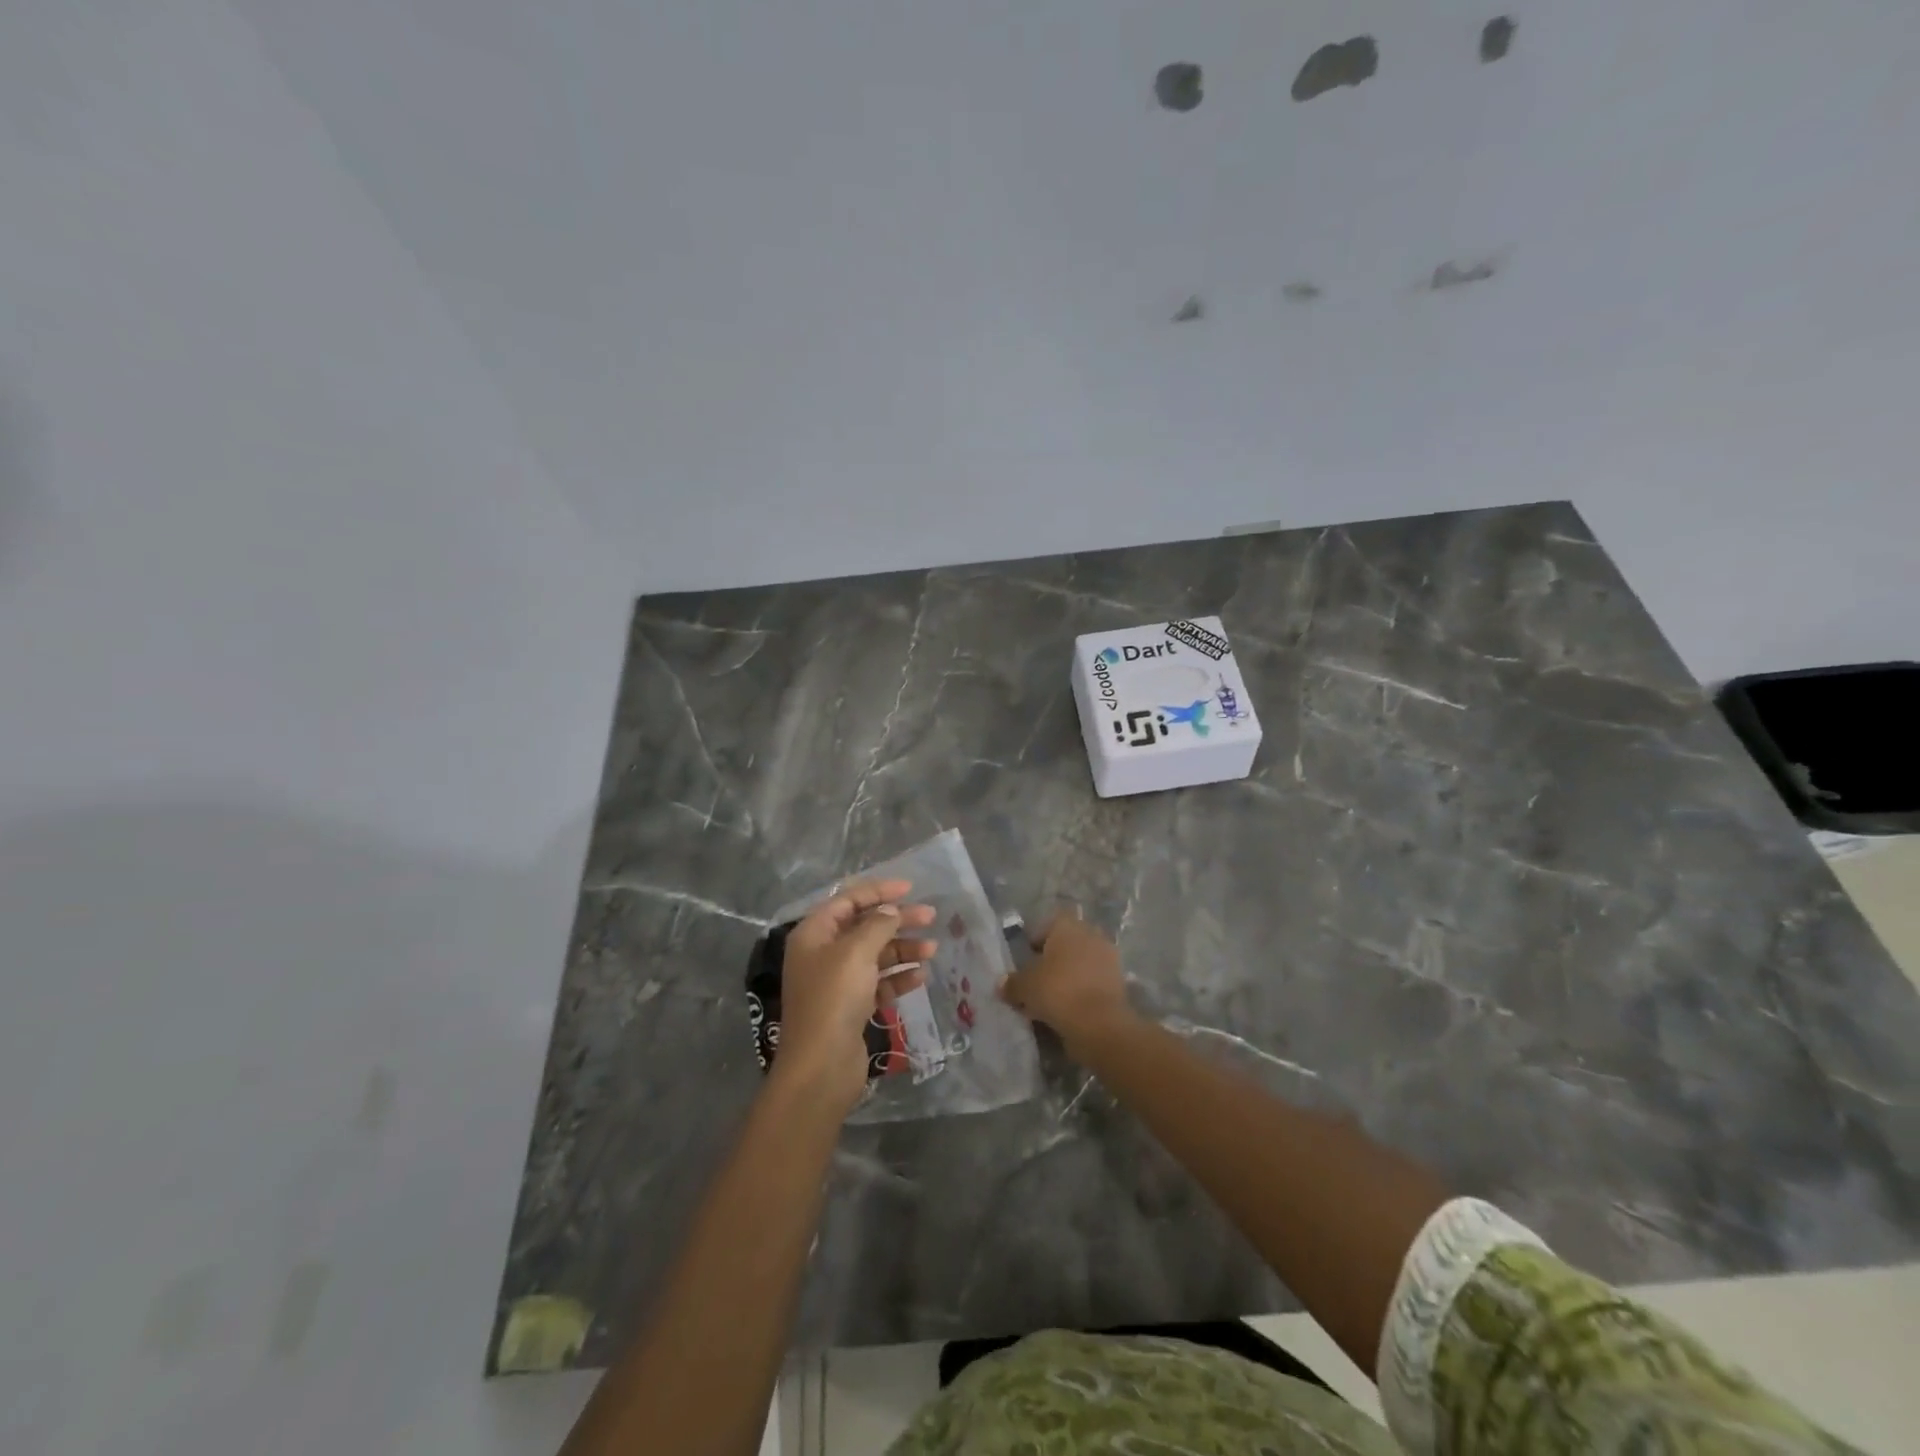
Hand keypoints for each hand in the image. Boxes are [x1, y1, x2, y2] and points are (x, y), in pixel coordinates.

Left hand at [774, 879, 933, 1116]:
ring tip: (932, 951)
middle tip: (931, 917)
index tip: (910, 888)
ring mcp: (837, 982)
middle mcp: (822, 954)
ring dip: (903, 950)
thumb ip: (878, 925)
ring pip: (875, 955)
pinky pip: (878, 983)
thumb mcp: (856, 952)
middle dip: (897, 921)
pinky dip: (898, 977)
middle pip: (864, 927)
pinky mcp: (851, 1007)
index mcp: (814, 934)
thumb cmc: (834, 999)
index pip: (848, 900)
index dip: (879, 891)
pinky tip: (921, 977)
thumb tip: (891, 911)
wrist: (821, 1067)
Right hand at [999, 911, 1136, 1057]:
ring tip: (1052, 998)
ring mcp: (1108, 957)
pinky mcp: (1119, 981)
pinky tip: (1070, 1009)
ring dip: (1069, 976)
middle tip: (1038, 979)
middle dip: (1054, 959)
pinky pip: (1093, 981)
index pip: (1048, 924)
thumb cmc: (1057, 991)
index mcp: (1067, 926)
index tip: (1026, 960)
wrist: (1100, 1023)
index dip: (1035, 941)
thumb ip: (1012, 983)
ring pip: (1081, 962)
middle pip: (1066, 943)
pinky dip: (1083, 991)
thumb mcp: (1025, 987)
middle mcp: (1090, 934)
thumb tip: (1002, 984)